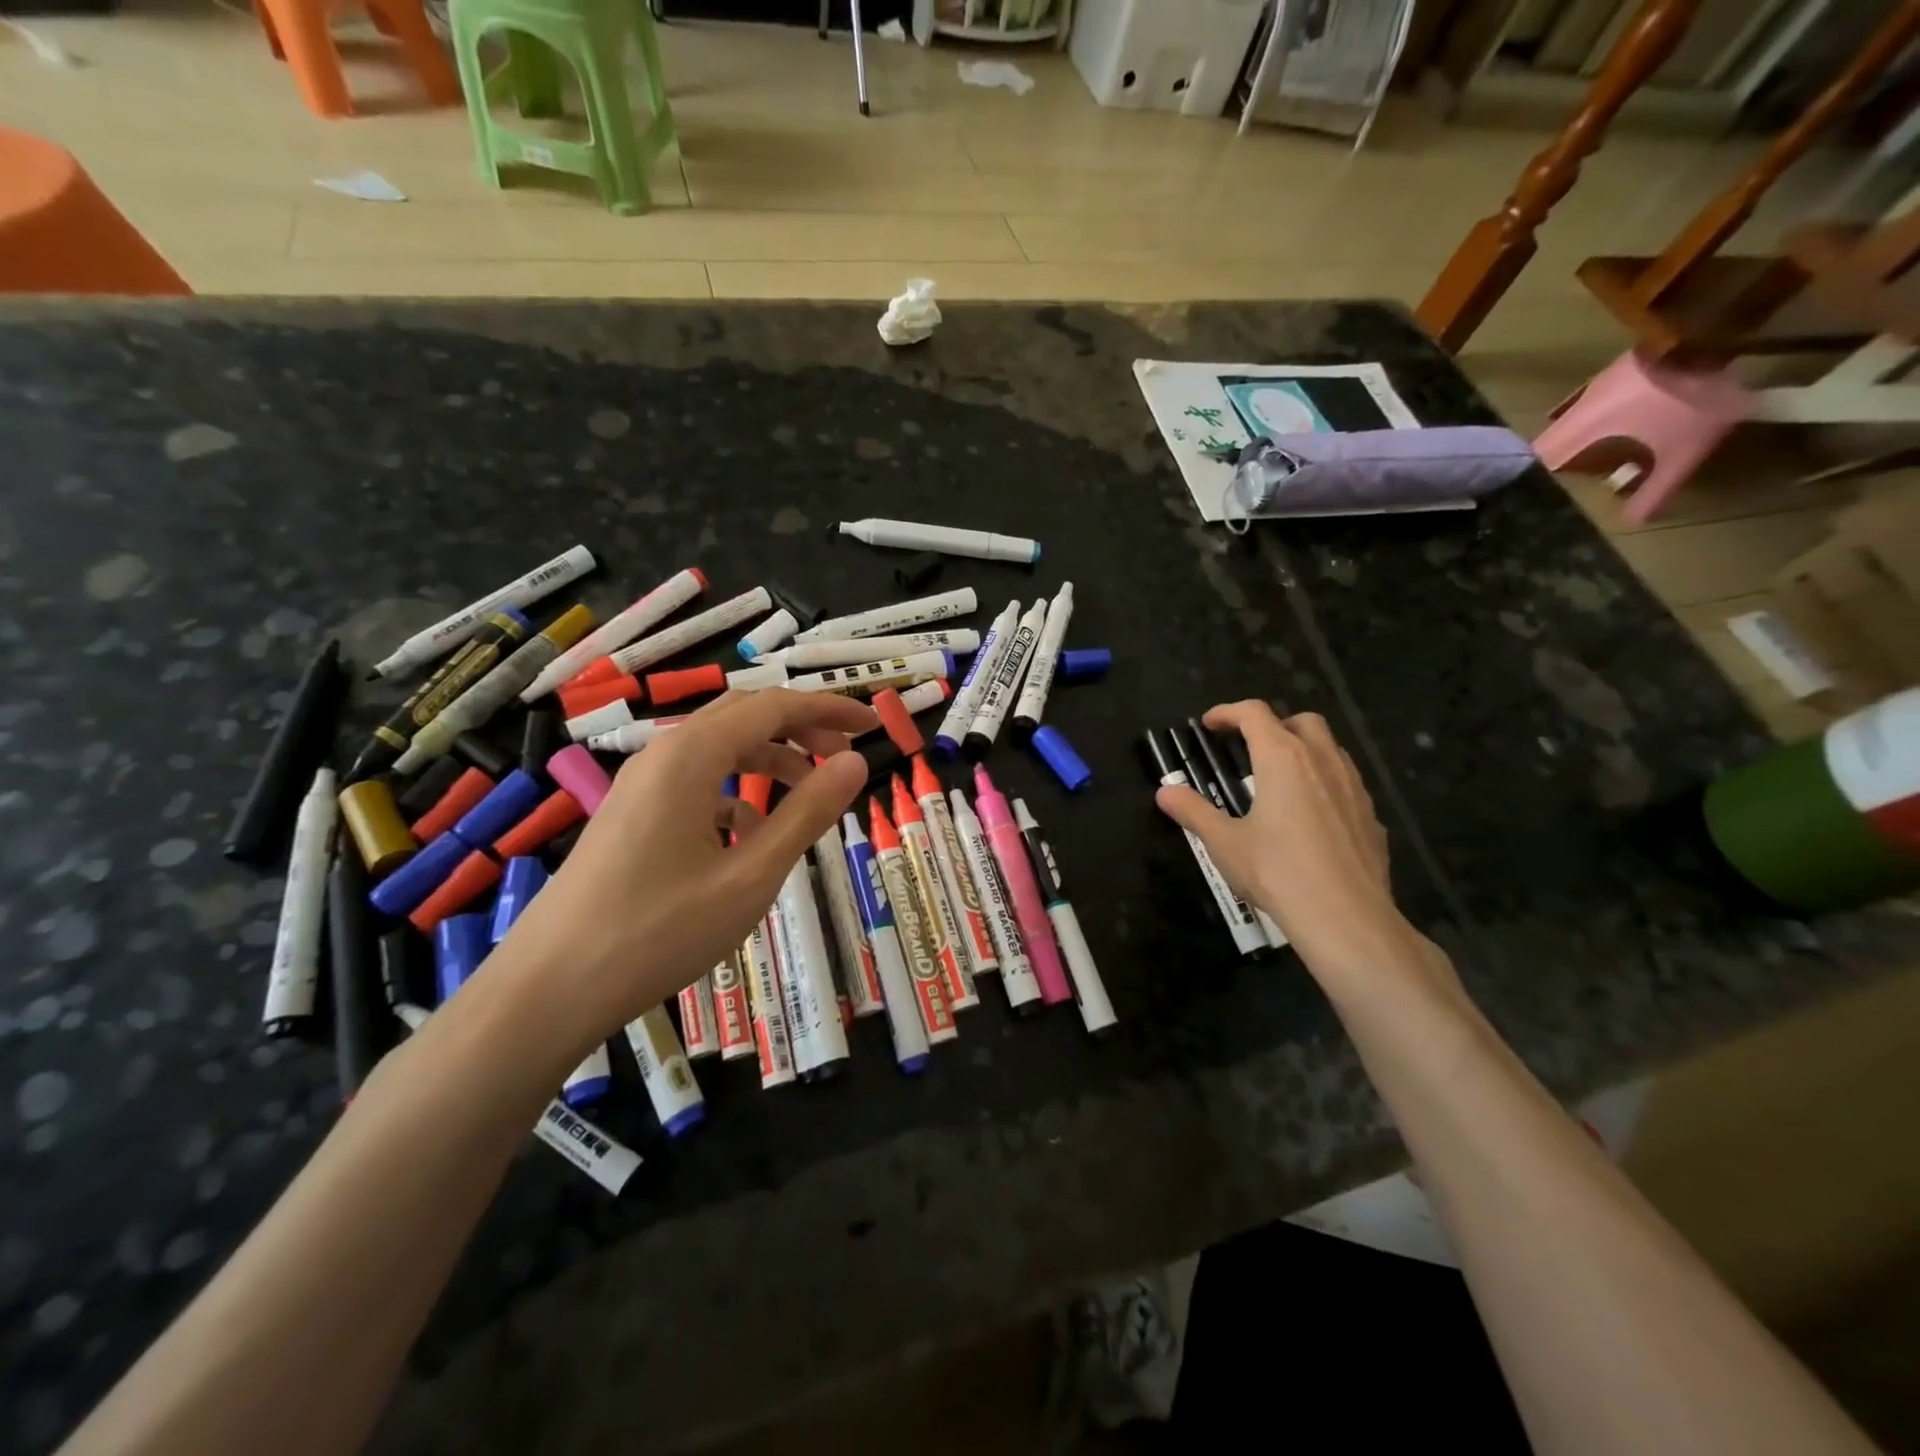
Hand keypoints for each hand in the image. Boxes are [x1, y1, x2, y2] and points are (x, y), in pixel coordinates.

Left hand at [489, 689, 876, 1058]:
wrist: (549, 988)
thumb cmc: (659, 931)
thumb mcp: (750, 875)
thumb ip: (807, 813)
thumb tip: (855, 761)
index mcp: (692, 756)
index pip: (774, 706)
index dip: (828, 708)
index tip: (873, 725)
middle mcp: (663, 755)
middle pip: (744, 717)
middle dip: (801, 728)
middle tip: (846, 757)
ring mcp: (641, 785)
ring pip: (719, 749)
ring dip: (770, 759)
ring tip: (810, 794)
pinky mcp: (631, 815)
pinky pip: (695, 783)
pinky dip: (737, 791)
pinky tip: (751, 834)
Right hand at [1156, 702, 1427, 987]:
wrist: (1346, 917)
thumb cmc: (1277, 872)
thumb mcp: (1224, 843)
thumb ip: (1194, 812)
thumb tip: (1165, 792)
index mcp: (1282, 759)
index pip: (1255, 714)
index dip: (1228, 712)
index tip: (1209, 725)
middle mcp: (1322, 761)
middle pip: (1302, 721)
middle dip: (1274, 725)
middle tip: (1250, 748)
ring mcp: (1354, 788)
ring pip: (1331, 749)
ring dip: (1304, 750)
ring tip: (1280, 779)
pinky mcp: (1371, 816)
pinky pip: (1347, 783)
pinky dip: (1325, 782)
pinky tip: (1311, 817)